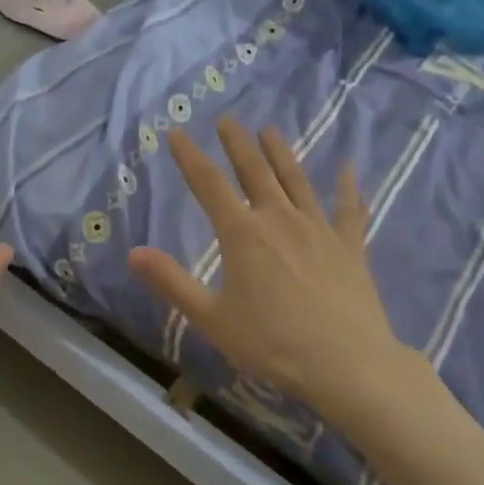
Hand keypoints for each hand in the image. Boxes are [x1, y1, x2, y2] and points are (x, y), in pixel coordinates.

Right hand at [127, 120, 439, 432]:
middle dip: (237, 144)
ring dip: (281, 154)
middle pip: (255, 172)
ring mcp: (318, 229)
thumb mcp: (211, 318)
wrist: (347, 364)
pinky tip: (349, 169)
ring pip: (296, 181)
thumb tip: (133, 253)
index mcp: (242, 234)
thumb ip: (172, 282)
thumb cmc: (272, 343)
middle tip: (227, 120)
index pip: (208, 185)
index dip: (189, 157)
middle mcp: (279, 220)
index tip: (177, 132)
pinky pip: (349, 210)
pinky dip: (348, 188)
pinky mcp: (349, 247)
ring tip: (271, 130)